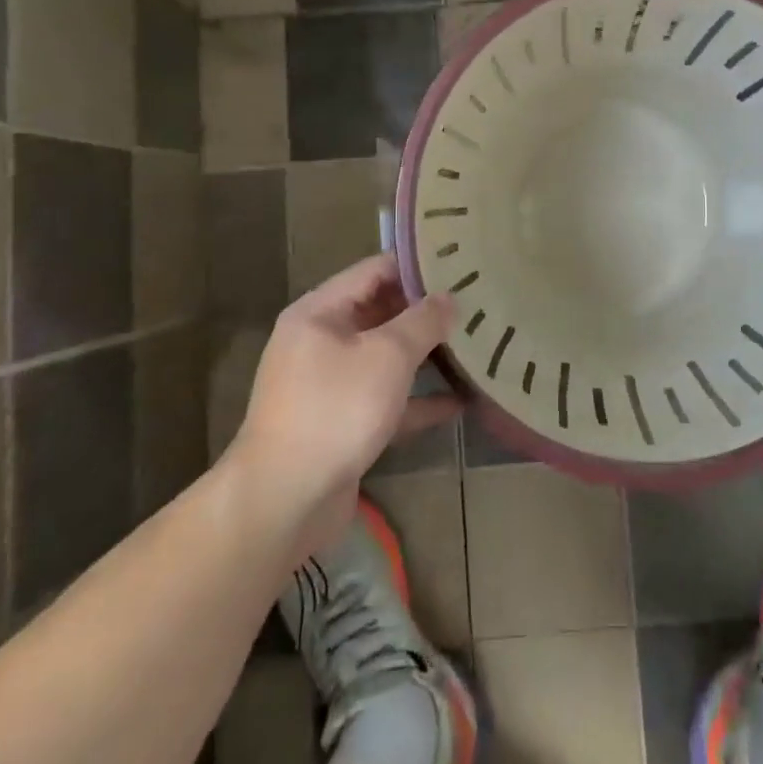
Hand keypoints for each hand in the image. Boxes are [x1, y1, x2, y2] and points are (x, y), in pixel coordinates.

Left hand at [229, 254, 457, 556]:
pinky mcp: (342, 423)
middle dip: (426, 311)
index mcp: (320, 312)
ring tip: (475, 345)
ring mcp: (329, 385)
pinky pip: (386, 400)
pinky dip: (417, 399)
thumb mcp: (387, 356)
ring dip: (425, 355)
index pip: (374, 270)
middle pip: (380, 313)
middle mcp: (320, 342)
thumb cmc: (336, 409)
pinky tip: (460, 401)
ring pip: (385, 358)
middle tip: (476, 303)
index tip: (460, 264)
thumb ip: (423, 322)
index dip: (417, 265)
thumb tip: (449, 298)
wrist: (286, 499)